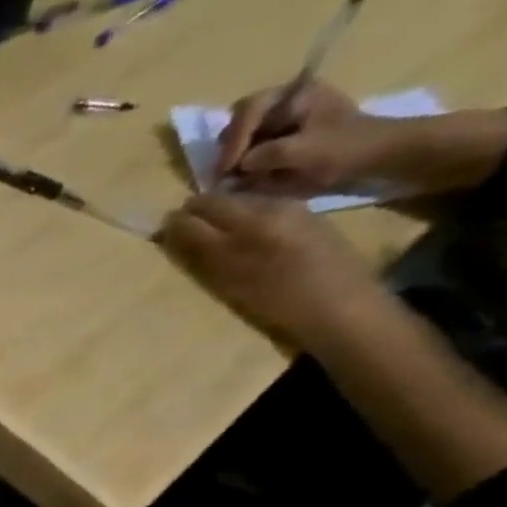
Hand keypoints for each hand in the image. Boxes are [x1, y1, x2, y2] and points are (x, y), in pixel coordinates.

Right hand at [161, 192, 393, 350]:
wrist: (342, 305)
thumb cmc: (278, 306)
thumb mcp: (229, 284)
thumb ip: (200, 254)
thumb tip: (174, 231)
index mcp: (243, 229)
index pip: (195, 215)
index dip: (175, 223)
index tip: (164, 234)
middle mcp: (265, 211)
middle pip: (218, 201)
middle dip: (196, 213)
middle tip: (185, 233)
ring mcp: (289, 209)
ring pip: (241, 201)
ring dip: (221, 214)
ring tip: (214, 235)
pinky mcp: (306, 214)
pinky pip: (263, 207)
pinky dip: (245, 216)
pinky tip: (246, 236)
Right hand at [213, 80, 404, 194]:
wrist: (380, 154)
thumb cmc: (345, 148)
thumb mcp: (301, 152)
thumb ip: (264, 155)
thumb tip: (238, 166)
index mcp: (296, 92)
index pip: (248, 110)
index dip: (234, 139)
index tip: (228, 168)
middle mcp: (289, 98)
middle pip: (242, 120)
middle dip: (233, 146)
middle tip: (227, 172)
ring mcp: (287, 115)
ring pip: (245, 133)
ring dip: (237, 155)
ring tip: (236, 176)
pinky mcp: (287, 132)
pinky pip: (254, 143)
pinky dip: (247, 159)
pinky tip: (248, 174)